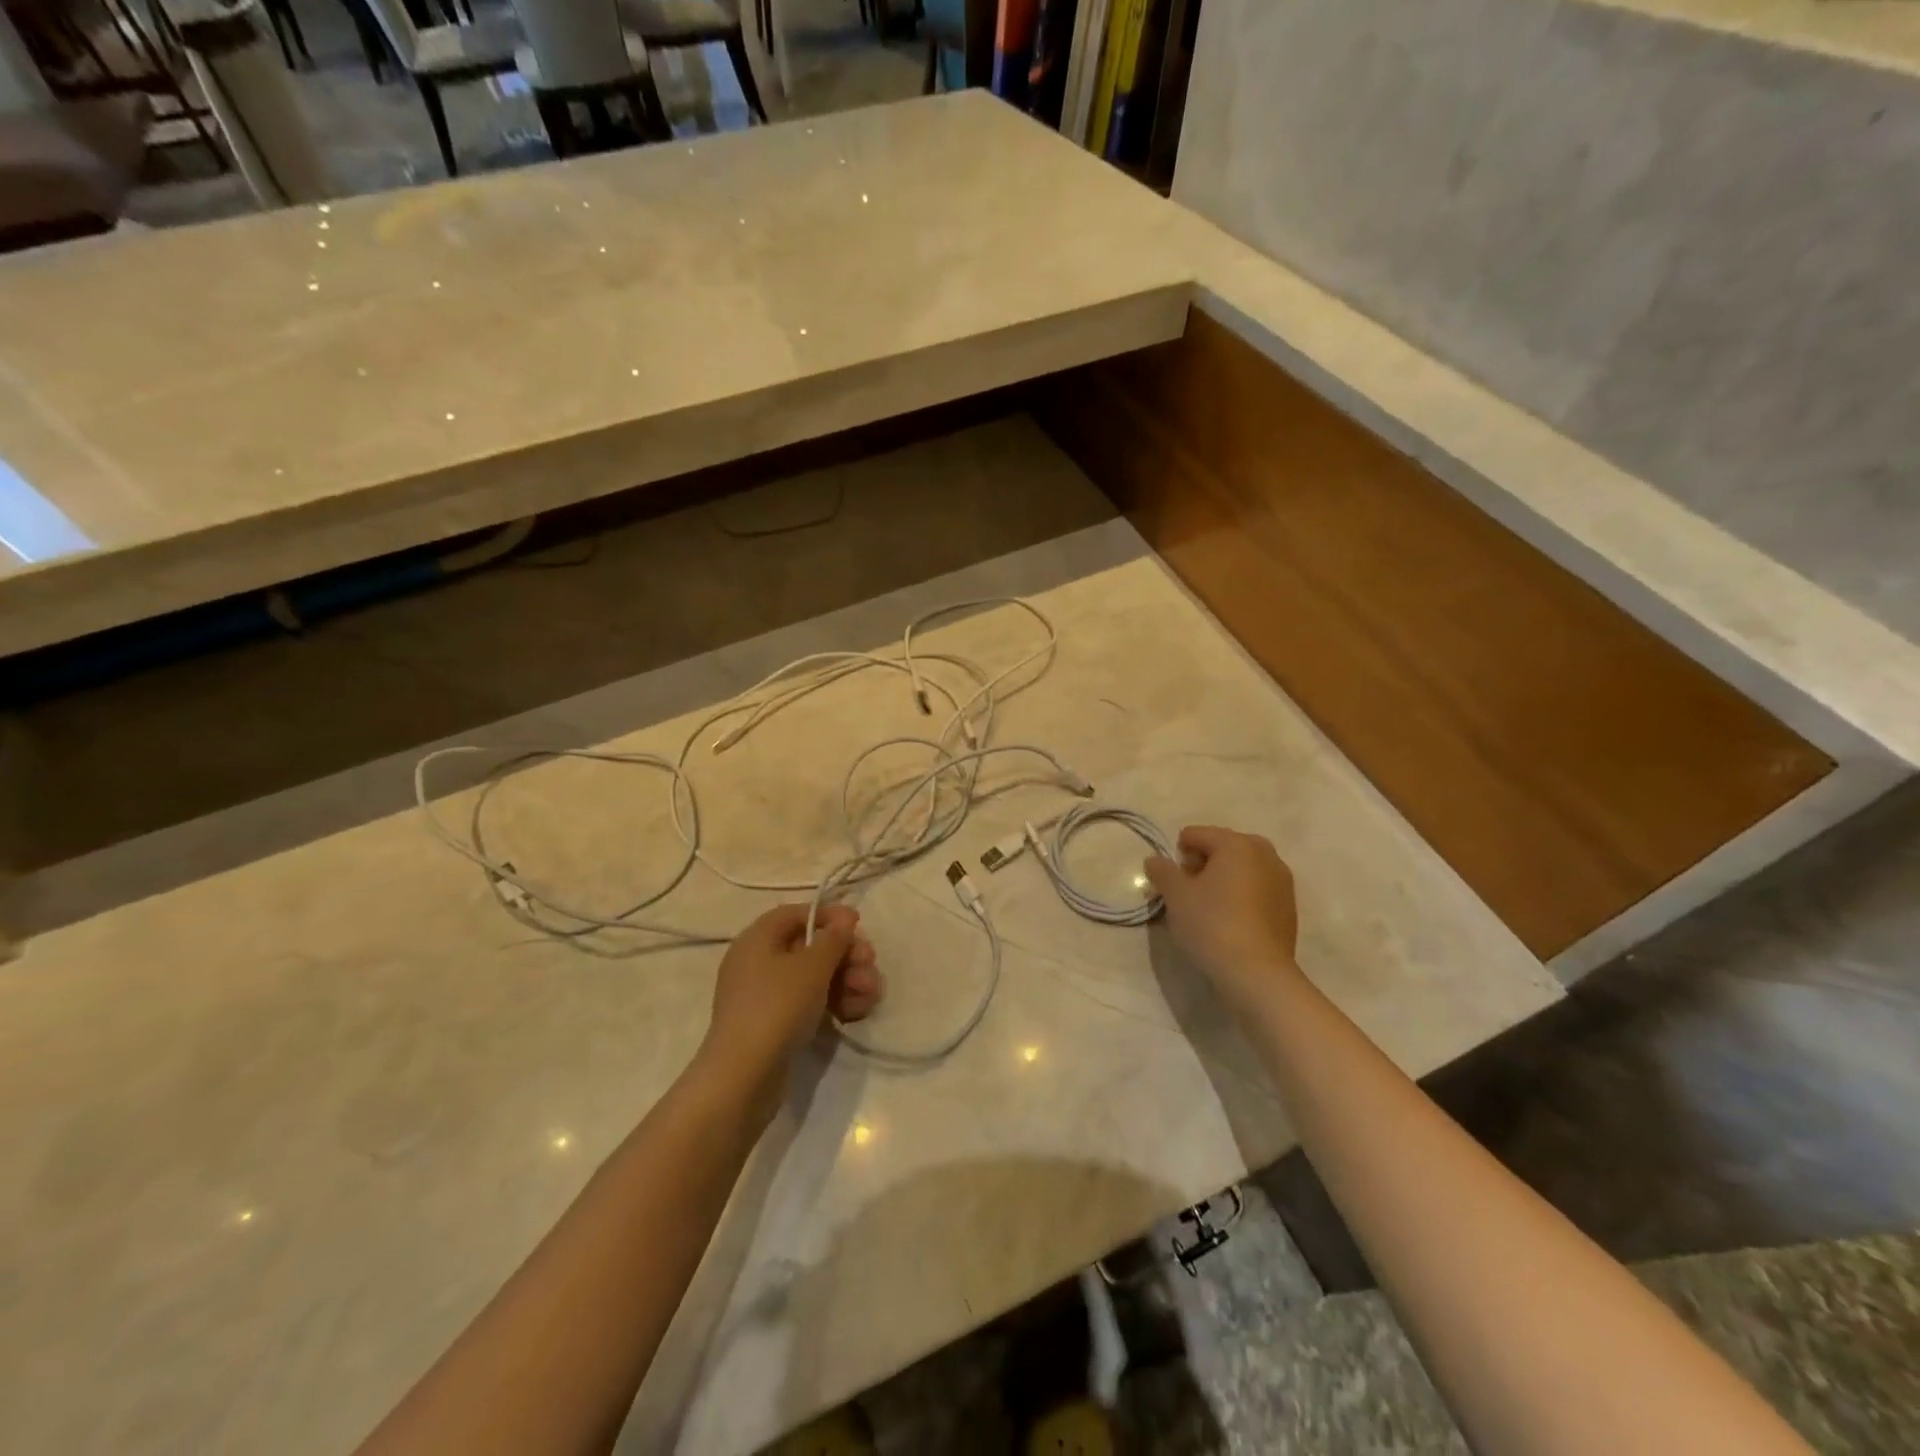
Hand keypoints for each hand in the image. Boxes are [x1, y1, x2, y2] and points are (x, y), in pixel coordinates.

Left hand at [700, 904, 880, 1094]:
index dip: (828, 916)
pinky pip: (809, 1003)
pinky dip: (834, 1003)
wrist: (744, 1078)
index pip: (795, 914)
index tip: (858, 925)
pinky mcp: (776, 1025)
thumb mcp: (812, 966)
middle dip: (845, 955)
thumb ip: (833, 938)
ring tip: (870, 995)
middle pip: (810, 947)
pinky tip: (856, 1013)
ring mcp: (766, 996)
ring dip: (847, 980)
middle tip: (870, 964)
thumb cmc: (777, 1007)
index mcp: (758, 939)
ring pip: (815, 977)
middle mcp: (758, 963)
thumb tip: (843, 919)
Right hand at [1144, 825, 1302, 1014]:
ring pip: (1242, 868)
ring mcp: (1282, 880)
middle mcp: (1264, 854)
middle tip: (1189, 893)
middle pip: (1222, 847)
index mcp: (1236, 843)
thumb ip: (1162, 871)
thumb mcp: (1176, 896)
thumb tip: (1155, 861)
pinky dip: (1241, 895)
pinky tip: (1231, 921)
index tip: (1173, 883)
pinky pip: (1257, 888)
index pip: (1196, 834)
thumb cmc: (1212, 924)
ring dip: (1223, 879)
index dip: (1178, 855)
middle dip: (1203, 864)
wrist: (1257, 973)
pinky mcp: (1289, 906)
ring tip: (1209, 907)